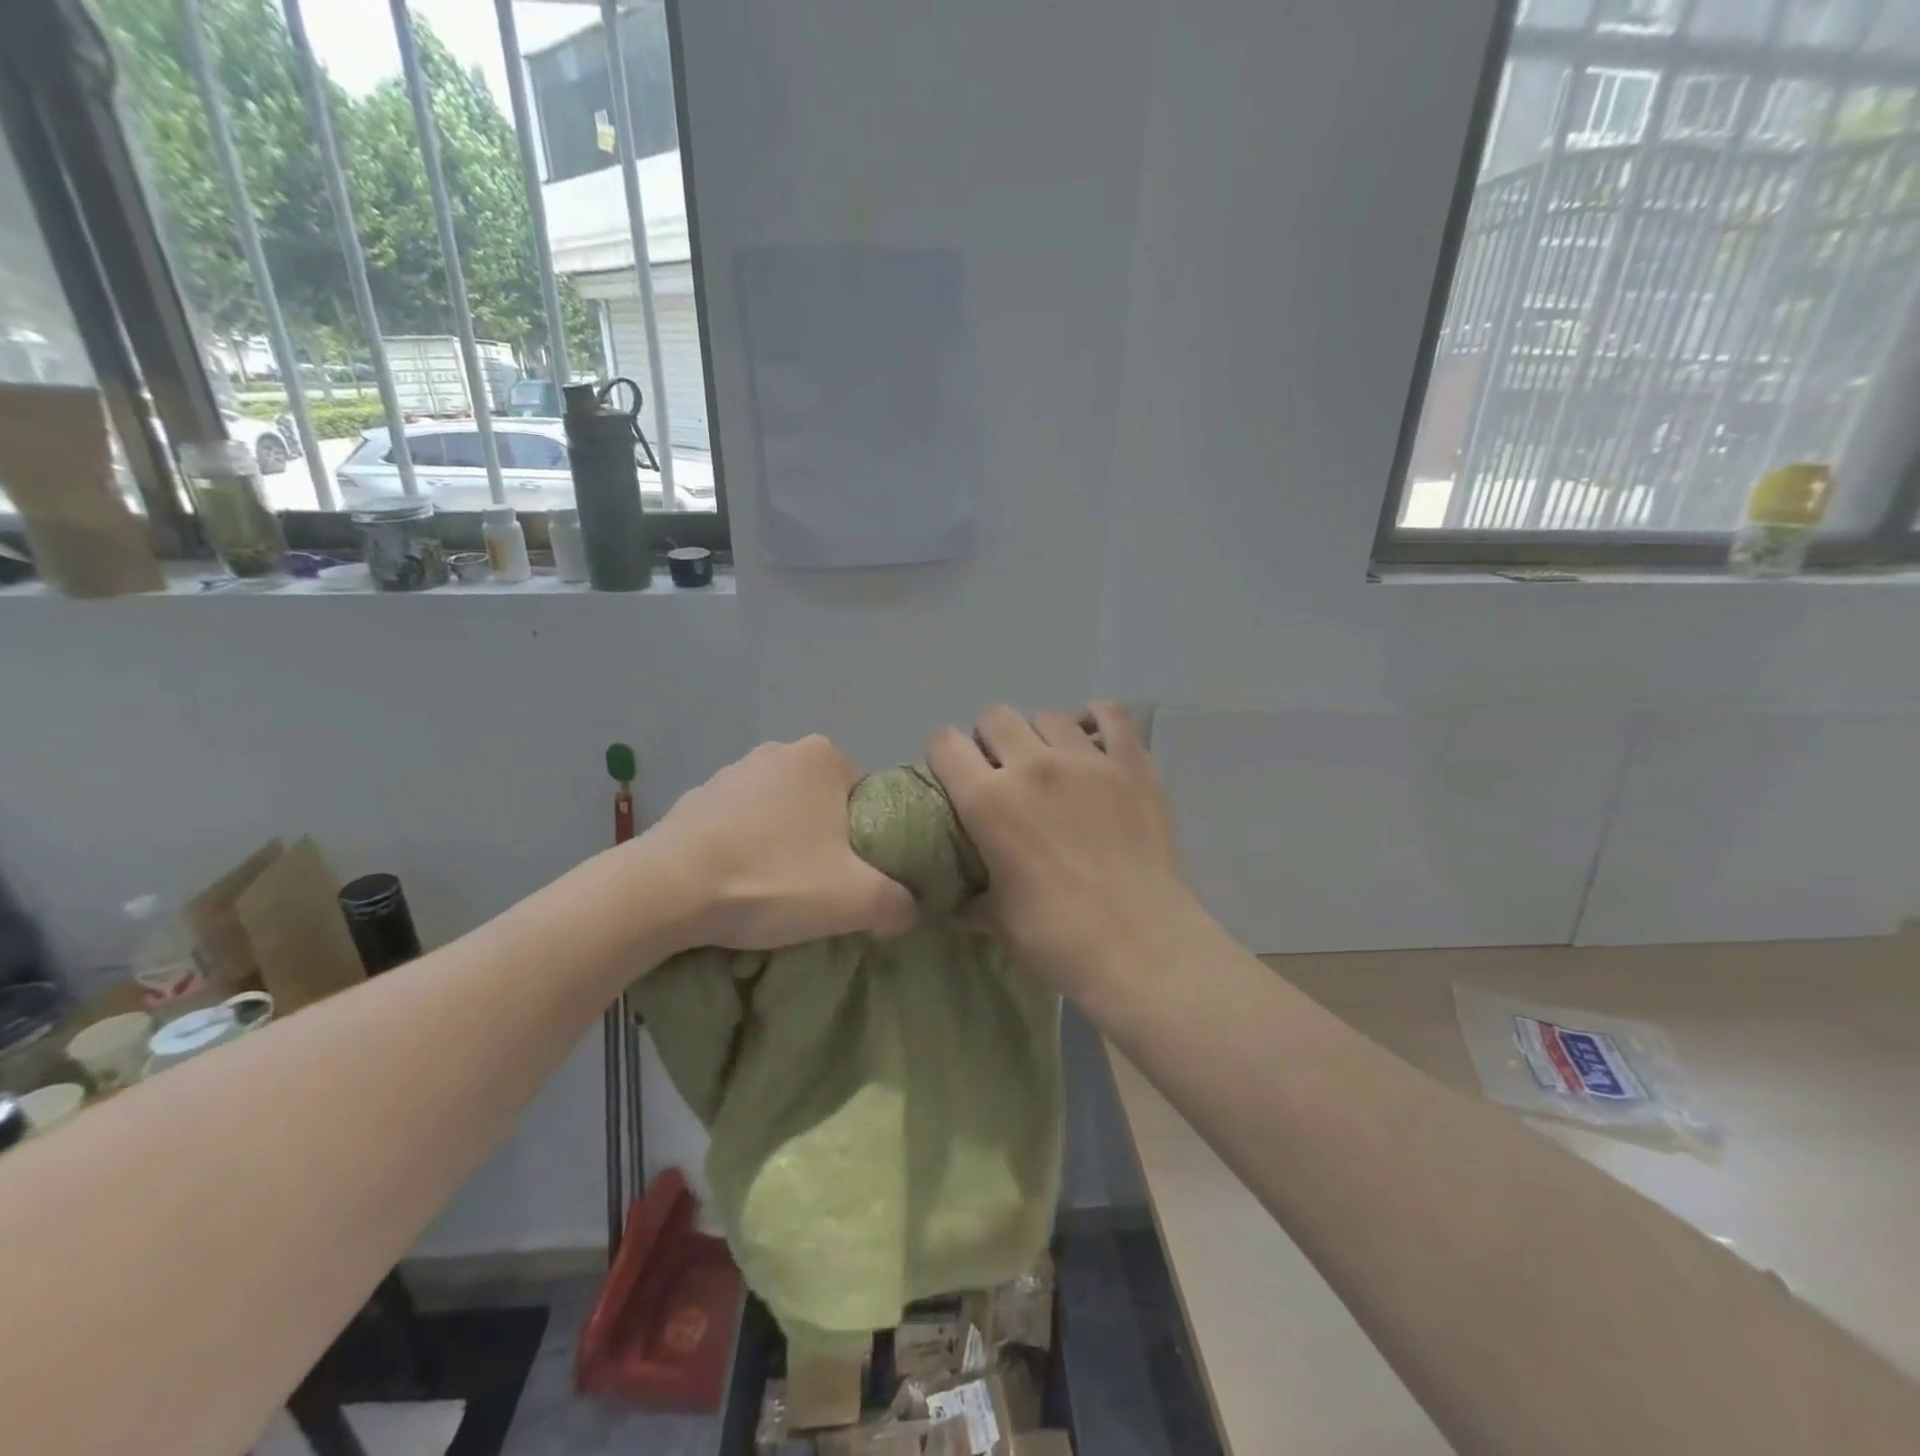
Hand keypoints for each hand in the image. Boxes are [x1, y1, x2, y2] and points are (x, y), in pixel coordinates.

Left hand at [647, 737, 918, 950]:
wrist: (666, 891)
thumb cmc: (771, 879)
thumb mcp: (854, 900)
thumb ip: (899, 902)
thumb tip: (910, 908)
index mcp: (824, 757)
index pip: (867, 795)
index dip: (868, 838)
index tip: (855, 874)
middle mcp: (780, 751)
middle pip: (825, 802)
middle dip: (826, 838)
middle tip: (820, 885)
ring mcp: (733, 771)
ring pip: (781, 811)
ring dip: (784, 841)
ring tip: (775, 888)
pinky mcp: (697, 797)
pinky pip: (740, 822)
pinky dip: (745, 845)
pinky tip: (737, 881)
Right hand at [926, 703, 1200, 996]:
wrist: (1141, 946)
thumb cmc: (1057, 938)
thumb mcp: (997, 921)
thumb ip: (971, 899)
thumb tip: (959, 902)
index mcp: (988, 800)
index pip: (944, 743)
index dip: (943, 755)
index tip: (954, 777)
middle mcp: (1033, 766)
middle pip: (994, 717)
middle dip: (990, 741)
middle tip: (1003, 775)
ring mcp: (1087, 760)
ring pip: (1048, 716)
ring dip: (1040, 736)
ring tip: (1052, 766)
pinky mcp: (1132, 764)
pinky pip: (1111, 715)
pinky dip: (1096, 721)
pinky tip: (1093, 743)